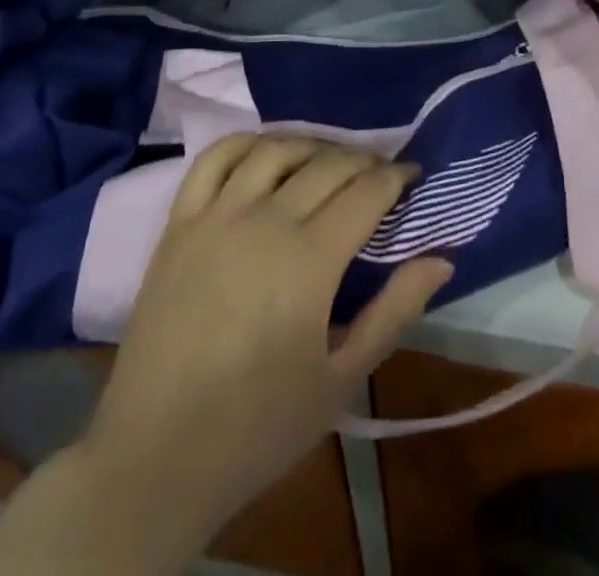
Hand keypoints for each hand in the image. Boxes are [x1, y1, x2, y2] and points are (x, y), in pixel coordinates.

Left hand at [79, 137, 450, 558]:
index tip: (413, 176)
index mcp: (310, 260)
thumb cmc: (259, 425)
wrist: (156, 456)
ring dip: (312, 144)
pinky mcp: (180, 223)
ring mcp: (217, 216)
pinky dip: (246, 142)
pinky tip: (266, 151)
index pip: (367, 192)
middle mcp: (266, 221)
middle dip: (364, 160)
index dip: (397, 177)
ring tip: (330, 159)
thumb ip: (394, 310)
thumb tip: (442, 257)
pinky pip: (214, 159)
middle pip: (328, 164)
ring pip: (275, 150)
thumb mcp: (342, 378)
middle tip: (381, 172)